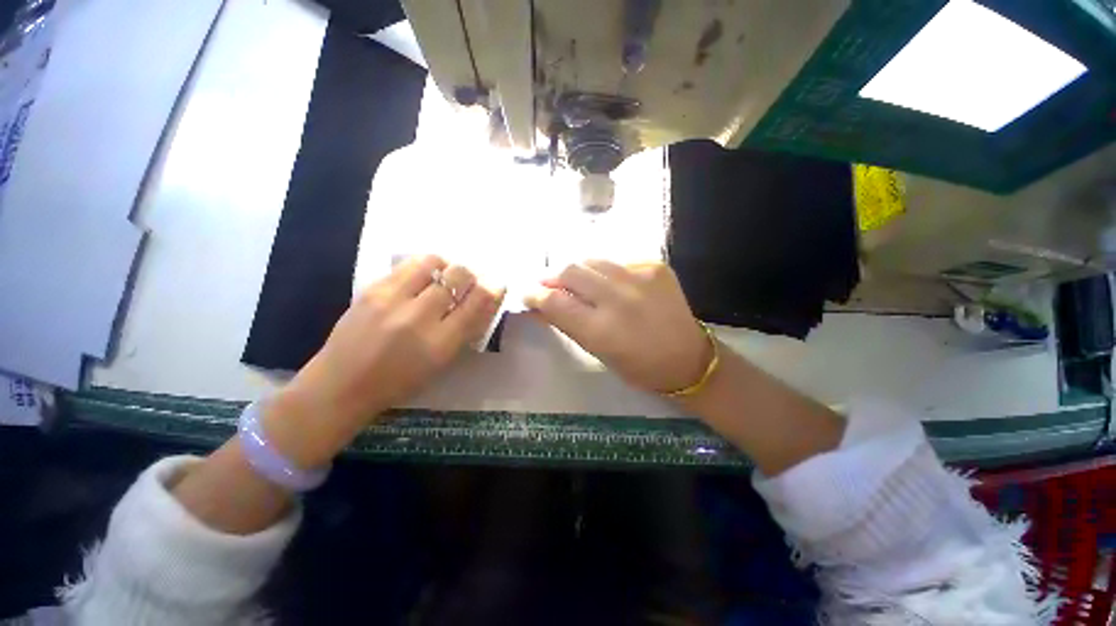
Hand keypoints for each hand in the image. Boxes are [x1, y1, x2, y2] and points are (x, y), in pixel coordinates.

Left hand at [271, 255, 503, 464]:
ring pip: (433, 262)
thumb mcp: (442, 363)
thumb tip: (485, 301)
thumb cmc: (400, 381)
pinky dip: (422, 266)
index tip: (496, 283)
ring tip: (443, 275)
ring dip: (445, 265)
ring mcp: (393, 300)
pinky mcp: (372, 289)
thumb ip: (465, 331)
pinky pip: (407, 265)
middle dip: (469, 275)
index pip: (477, 303)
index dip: (492, 289)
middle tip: (466, 282)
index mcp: (442, 343)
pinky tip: (421, 276)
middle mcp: (420, 317)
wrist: (342, 384)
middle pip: (458, 276)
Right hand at [525, 261, 711, 394]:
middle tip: (550, 285)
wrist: (687, 357)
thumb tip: (537, 305)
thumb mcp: (596, 352)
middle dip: (552, 277)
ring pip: (591, 260)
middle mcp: (618, 299)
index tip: (527, 293)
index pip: (554, 301)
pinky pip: (616, 261)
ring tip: (579, 283)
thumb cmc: (637, 366)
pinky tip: (611, 285)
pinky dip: (605, 272)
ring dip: (578, 271)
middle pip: (569, 271)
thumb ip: (565, 324)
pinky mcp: (654, 266)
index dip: (534, 294)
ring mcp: (639, 277)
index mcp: (601, 330)